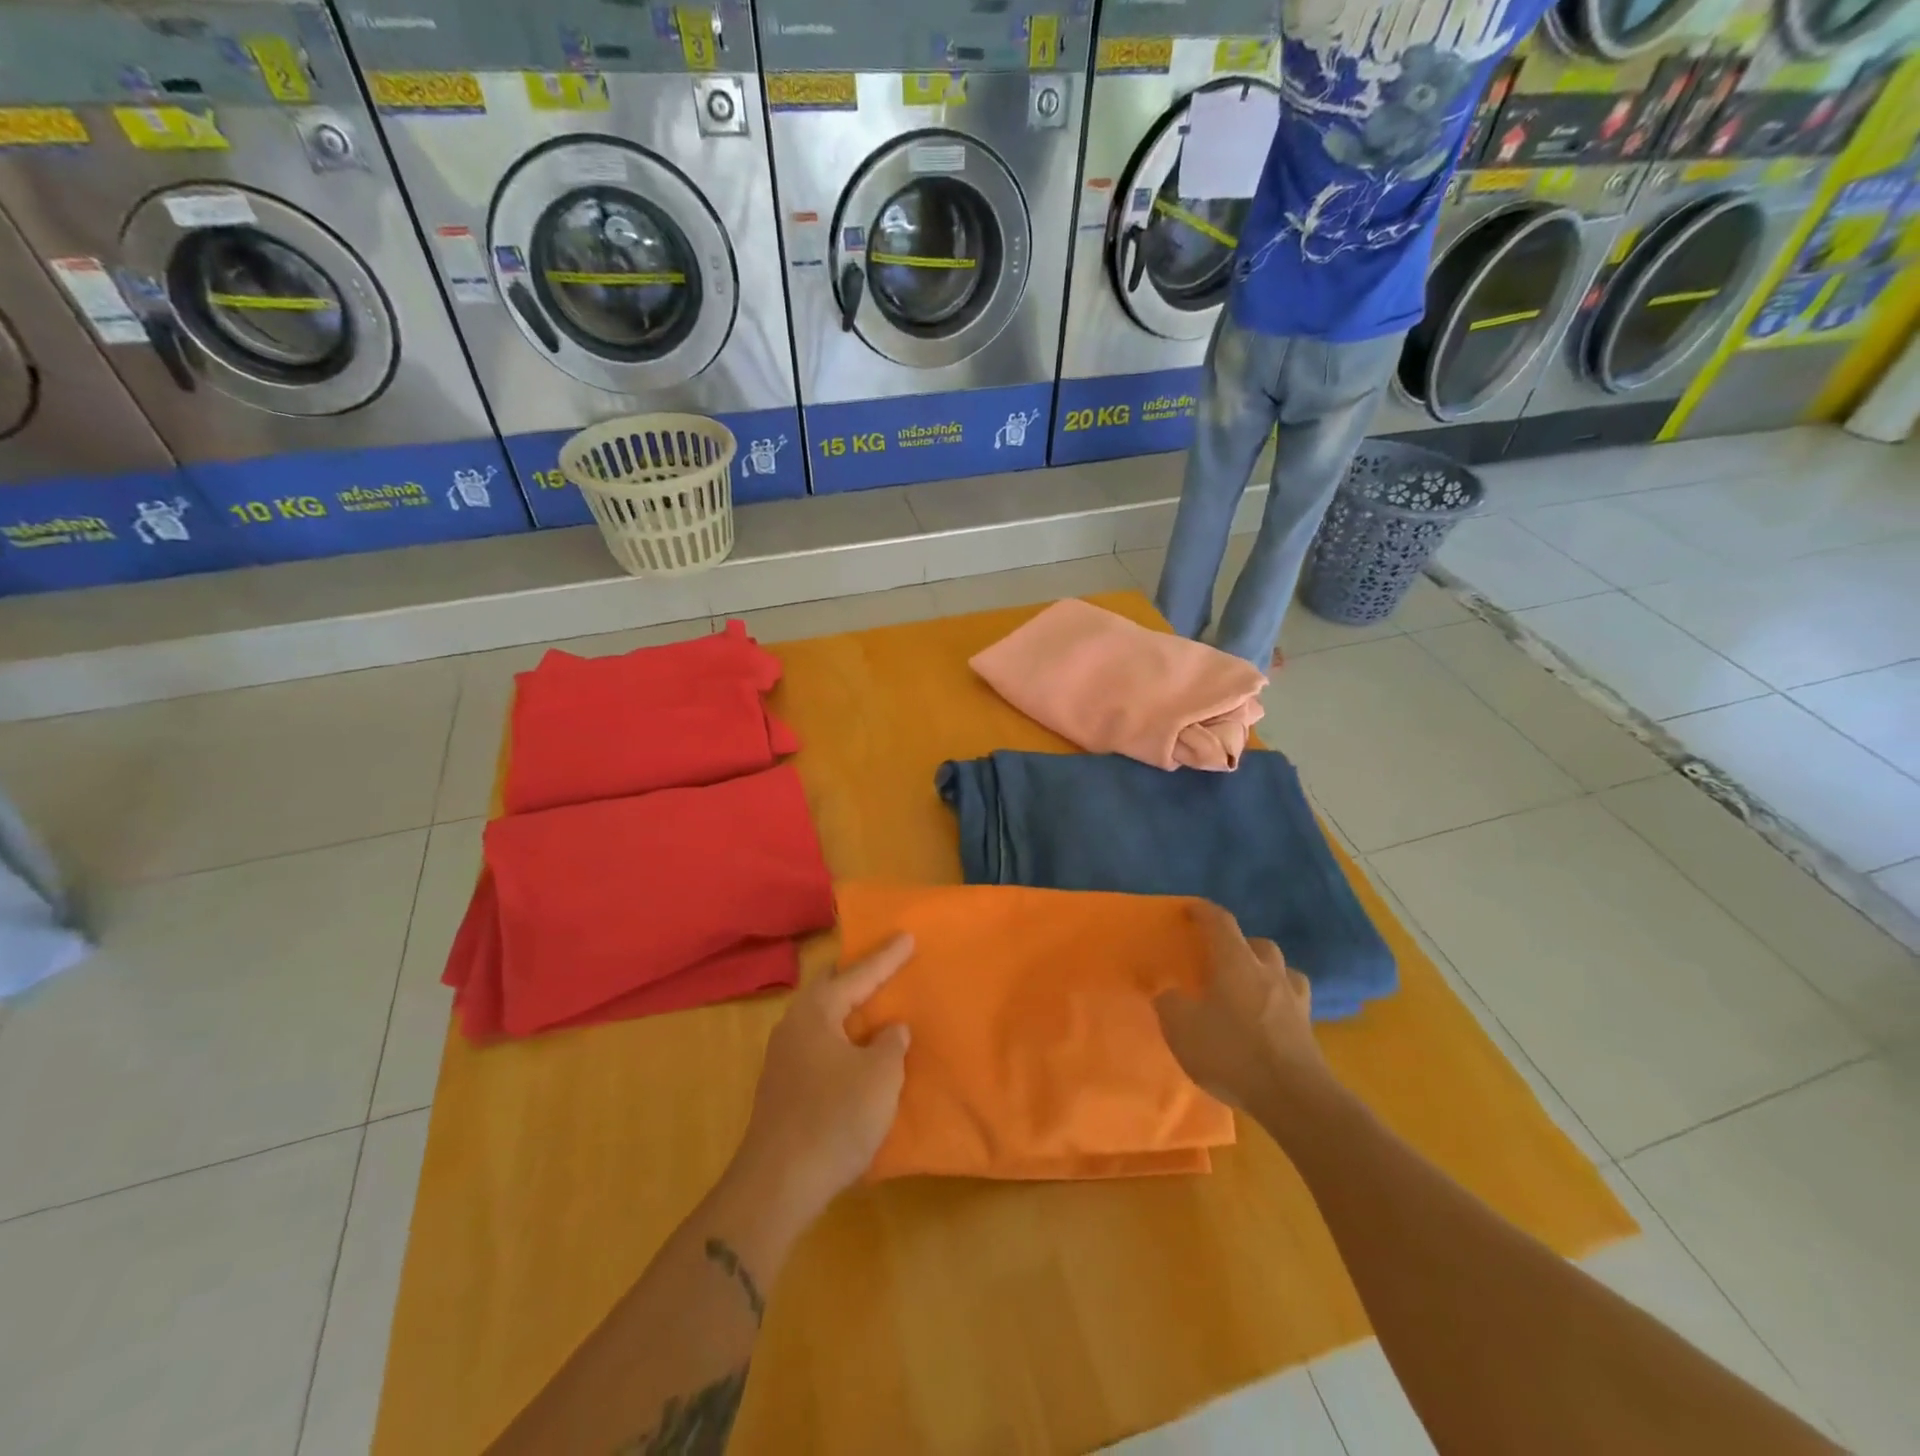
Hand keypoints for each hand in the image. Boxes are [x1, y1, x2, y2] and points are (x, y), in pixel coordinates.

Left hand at [733, 935, 913, 1222]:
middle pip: (831, 990)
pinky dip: (842, 1042)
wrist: (777, 1186)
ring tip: (876, 1010)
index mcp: (815, 1013)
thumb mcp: (880, 1076)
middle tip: (887, 967)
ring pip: (823, 1021)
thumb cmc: (834, 1118)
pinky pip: (819, 1048)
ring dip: (850, 1014)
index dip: (886, 957)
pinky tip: (857, 1056)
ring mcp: (783, 1060)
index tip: (907, 936)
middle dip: (858, 978)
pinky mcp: (782, 1090)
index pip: (857, 975)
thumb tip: (890, 1031)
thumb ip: (891, 1044)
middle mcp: (793, 1027)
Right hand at [1155, 902, 1327, 1115]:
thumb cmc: (1231, 1052)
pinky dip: (1280, 1001)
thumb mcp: (1181, 1028)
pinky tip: (1269, 1018)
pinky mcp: (1308, 1029)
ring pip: (1282, 970)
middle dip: (1239, 945)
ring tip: (1249, 987)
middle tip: (1220, 959)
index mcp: (1235, 962)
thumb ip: (1169, 1003)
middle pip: (1257, 944)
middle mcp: (1267, 972)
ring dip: (1265, 971)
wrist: (1293, 1097)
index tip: (1190, 910)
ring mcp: (1293, 999)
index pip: (1220, 922)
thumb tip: (1166, 991)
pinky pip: (1293, 1001)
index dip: (1203, 912)